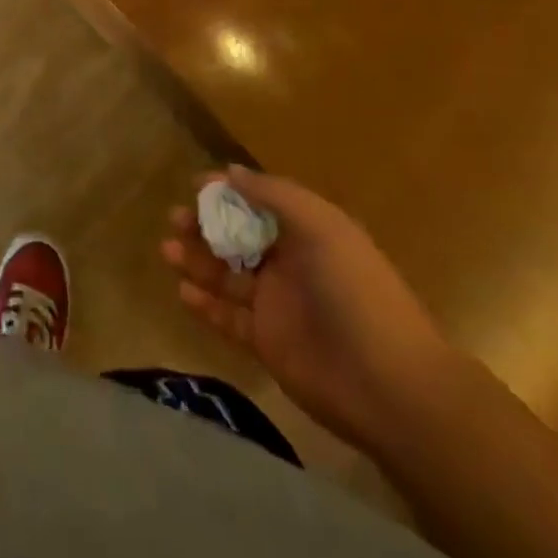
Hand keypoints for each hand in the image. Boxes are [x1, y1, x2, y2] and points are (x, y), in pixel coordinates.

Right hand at [163, 169, 460, 451]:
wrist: (390, 386)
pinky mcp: (267, 343)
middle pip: (238, 237)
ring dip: (197, 260)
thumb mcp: (320, 226)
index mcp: (308, 233)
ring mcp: (278, 305)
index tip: (193, 185)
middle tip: (174, 220)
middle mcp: (291, 264)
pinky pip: (228, 318)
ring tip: (166, 250)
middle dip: (205, 226)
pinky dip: (204, 304)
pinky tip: (182, 290)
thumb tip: (230, 171)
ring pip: (227, 275)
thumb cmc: (355, 292)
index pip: (260, 204)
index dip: (227, 193)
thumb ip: (273, 195)